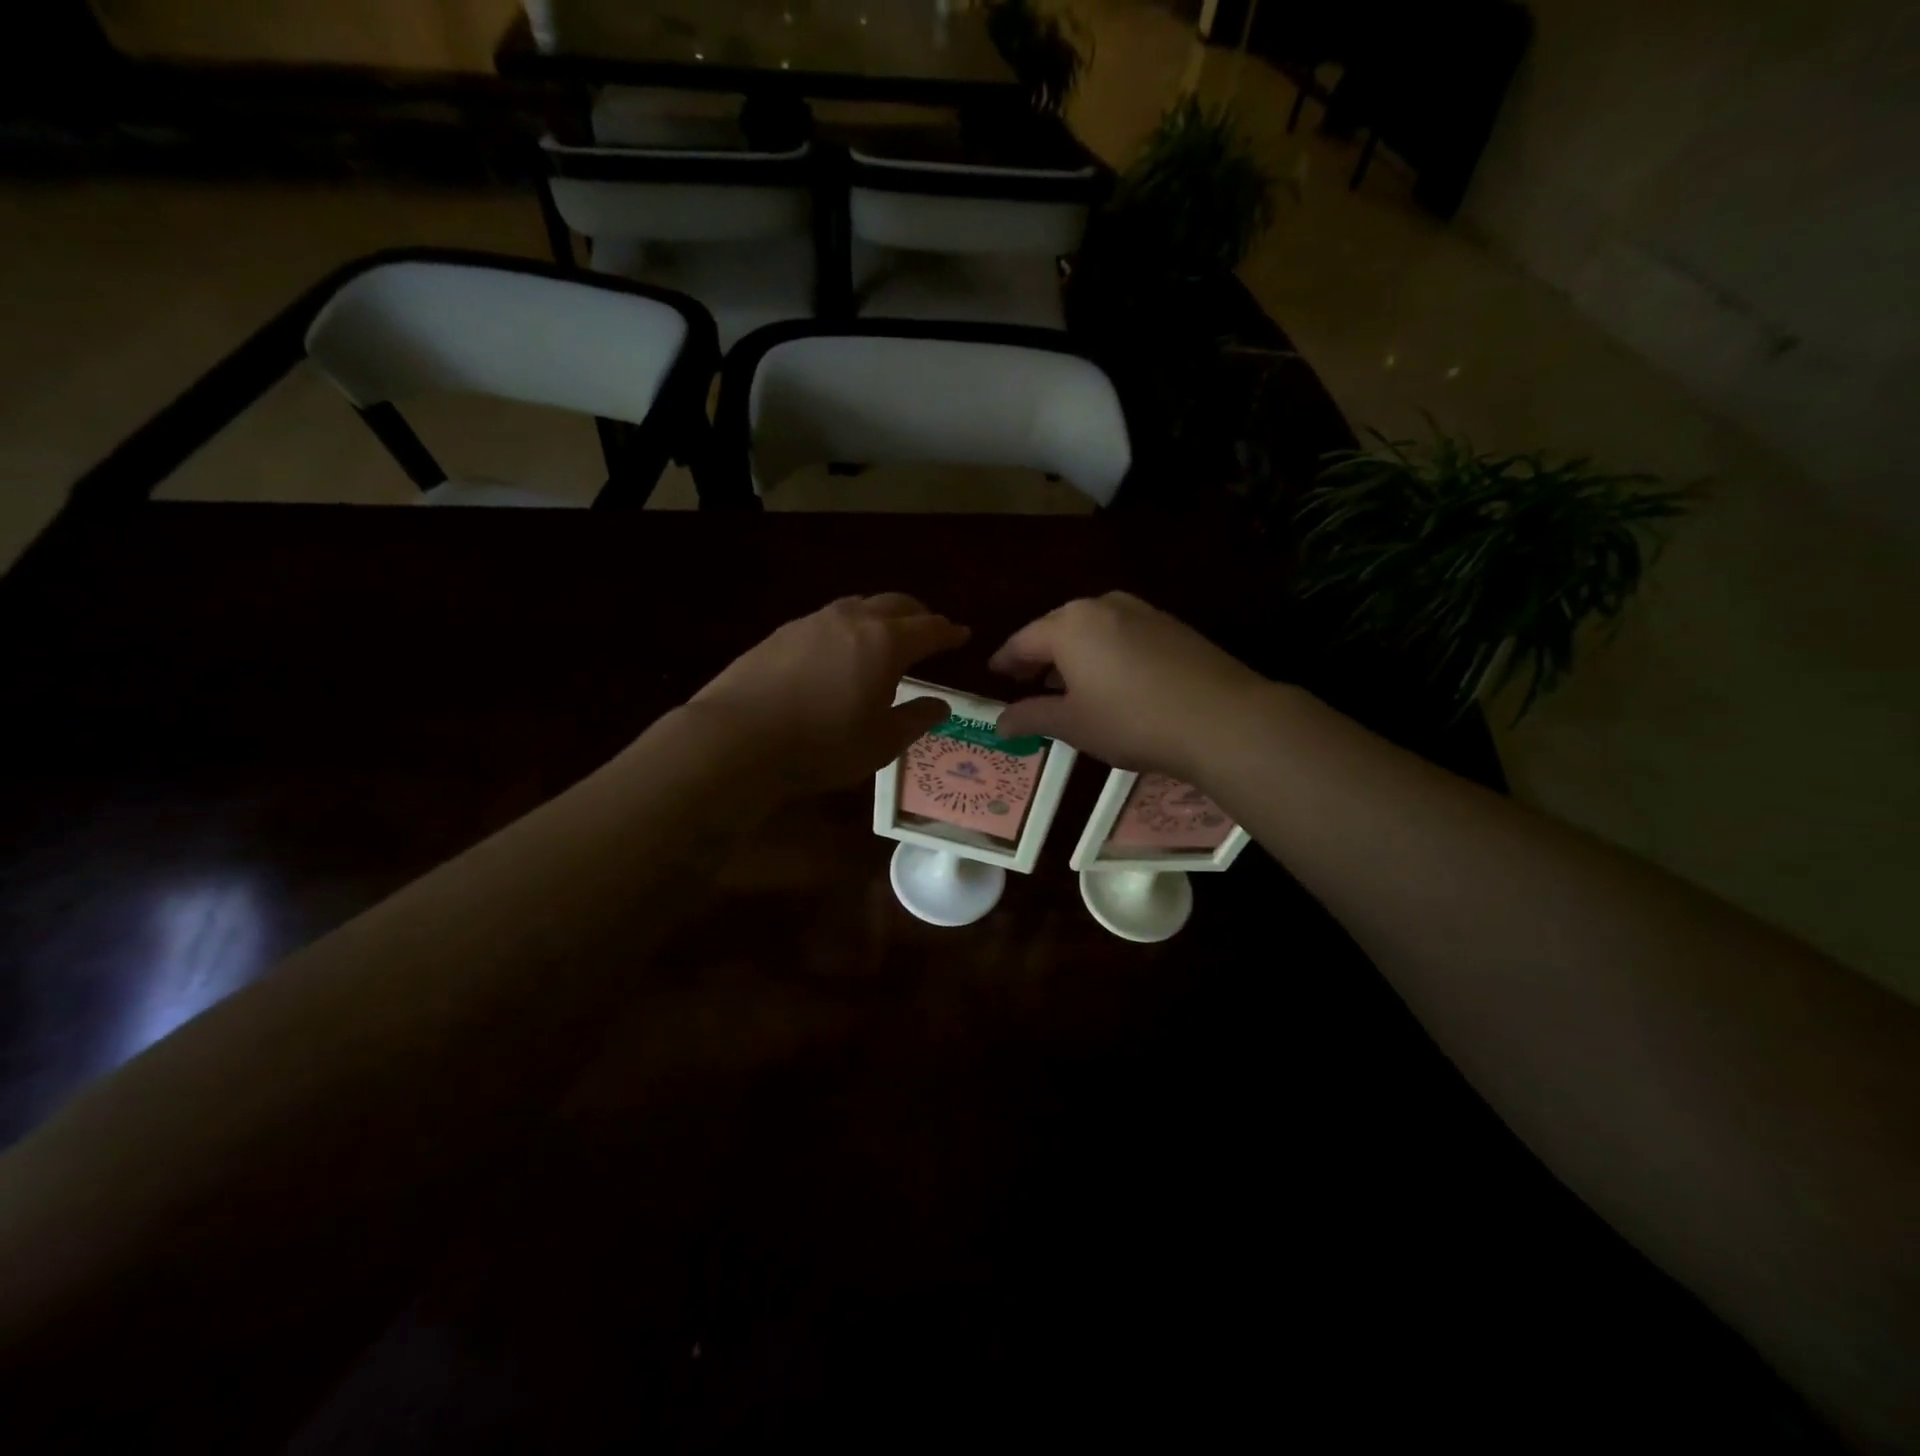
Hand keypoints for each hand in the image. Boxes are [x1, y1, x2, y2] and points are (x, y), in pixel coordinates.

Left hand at [685, 594, 968, 797]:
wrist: (737, 738)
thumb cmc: (822, 745)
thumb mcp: (880, 743)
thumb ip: (916, 719)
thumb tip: (941, 705)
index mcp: (885, 643)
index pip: (929, 629)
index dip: (949, 632)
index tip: (962, 635)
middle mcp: (852, 620)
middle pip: (896, 604)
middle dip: (919, 614)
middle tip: (930, 628)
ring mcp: (812, 622)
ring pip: (858, 606)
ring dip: (881, 615)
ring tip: (885, 635)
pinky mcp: (781, 634)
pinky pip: (827, 620)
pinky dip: (848, 627)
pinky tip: (839, 650)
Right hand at [991, 592, 1266, 779]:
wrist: (1222, 718)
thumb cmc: (1132, 720)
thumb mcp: (1073, 724)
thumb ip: (1031, 717)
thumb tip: (999, 723)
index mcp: (1069, 625)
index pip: (1023, 641)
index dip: (1006, 661)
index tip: (994, 676)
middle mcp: (1102, 606)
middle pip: (1057, 629)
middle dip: (1039, 656)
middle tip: (1026, 683)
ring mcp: (1141, 611)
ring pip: (1092, 629)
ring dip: (1073, 654)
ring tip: (1068, 686)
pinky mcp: (1171, 625)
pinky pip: (1122, 634)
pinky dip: (1105, 653)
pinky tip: (1112, 681)